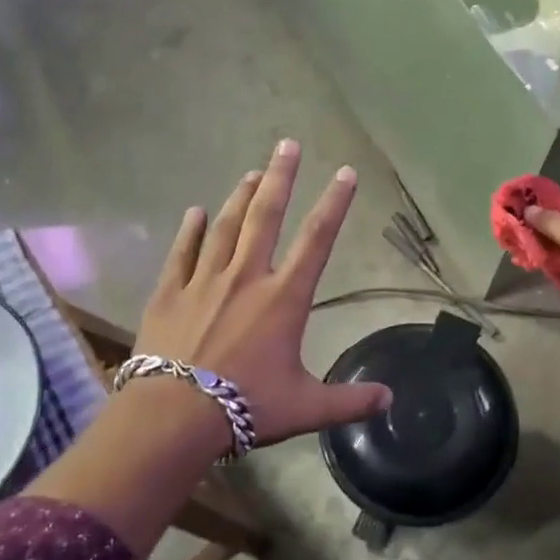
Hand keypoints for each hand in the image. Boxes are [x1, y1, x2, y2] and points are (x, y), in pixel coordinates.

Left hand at [127, 138, 392, 451]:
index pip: (317, 241)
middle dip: (280, 178)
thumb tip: (390, 399)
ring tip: (251, 172)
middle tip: (287, 144)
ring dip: (240, 197)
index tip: (345, 172)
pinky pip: (182, 253)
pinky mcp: (169, 293)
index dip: (335, 204)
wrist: (173, 416)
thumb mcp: (305, 407)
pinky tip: (196, 212)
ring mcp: (204, 282)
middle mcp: (246, 278)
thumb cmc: (246, 406)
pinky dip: (190, 231)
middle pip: (266, 216)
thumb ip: (350, 400)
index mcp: (283, 299)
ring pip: (226, 227)